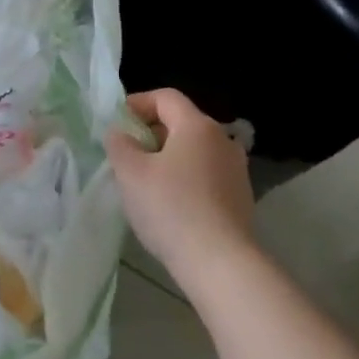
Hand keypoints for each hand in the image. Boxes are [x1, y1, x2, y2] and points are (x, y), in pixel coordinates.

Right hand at [105, 88, 255, 288]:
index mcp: (197, 125)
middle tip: (127, 153)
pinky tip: (171, 204)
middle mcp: (222, 139)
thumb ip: (120, 144)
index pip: (166, 97)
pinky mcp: (240, 197)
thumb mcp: (131, 173)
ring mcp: (236, 169)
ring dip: (169, 157)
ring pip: (195, 151)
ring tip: (146, 181)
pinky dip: (186, 178)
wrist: (219, 261)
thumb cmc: (170, 208)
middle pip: (182, 122)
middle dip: (151, 132)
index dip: (138, 103)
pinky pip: (206, 175)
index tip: (117, 123)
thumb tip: (120, 133)